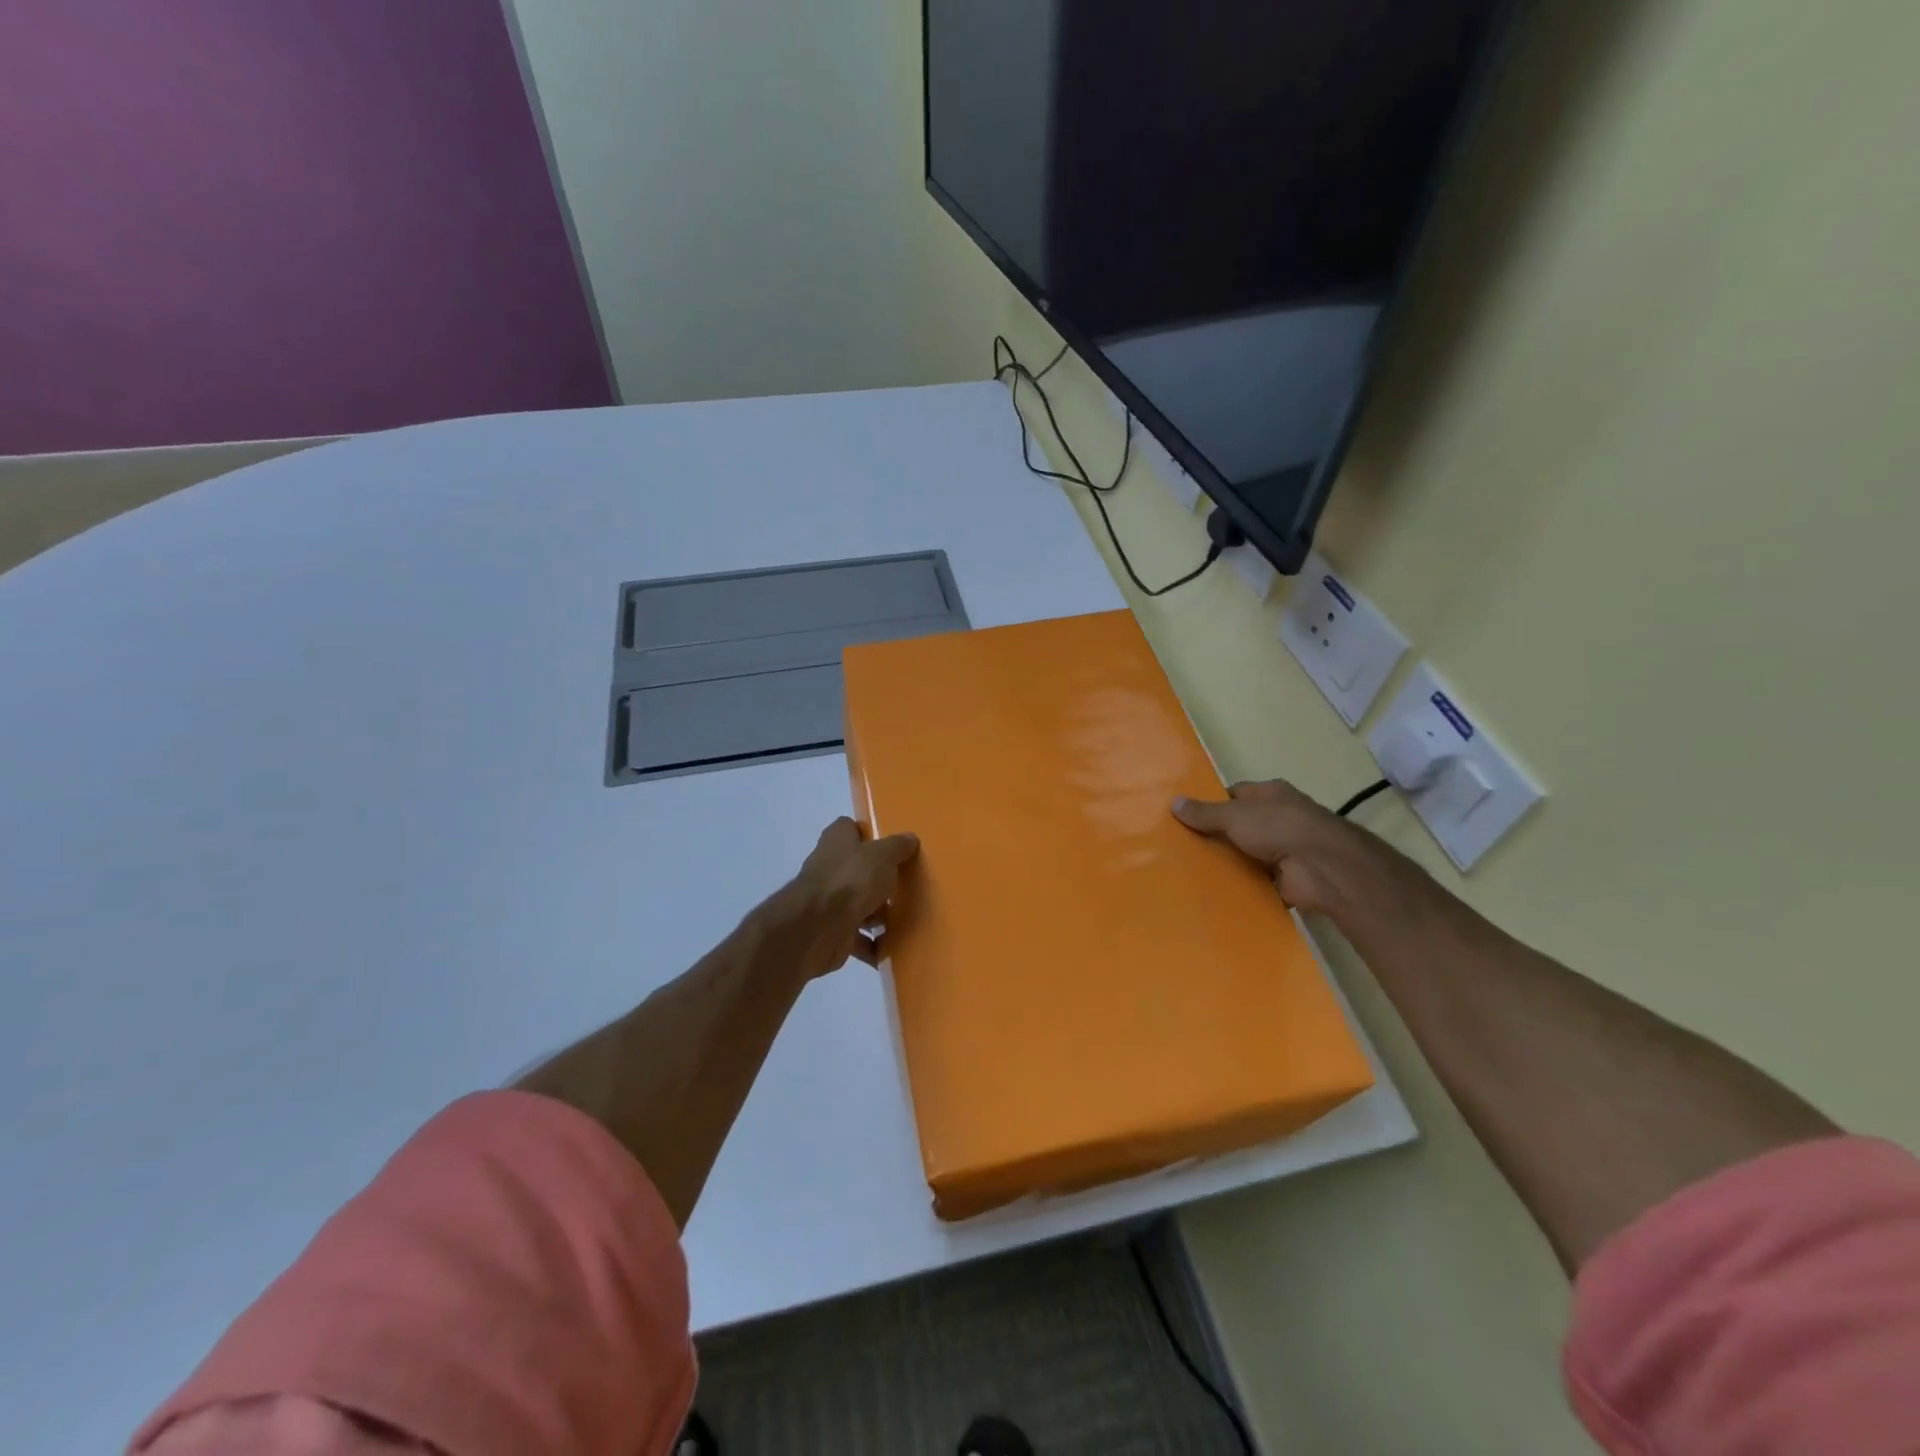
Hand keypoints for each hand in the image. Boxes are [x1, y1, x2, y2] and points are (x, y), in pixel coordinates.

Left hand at [786, 817, 919, 970]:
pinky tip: (891, 948)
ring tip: (905, 919)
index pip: (849, 829)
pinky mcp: (832, 932)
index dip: (868, 835)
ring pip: (859, 904)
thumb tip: (910, 838)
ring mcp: (829, 901)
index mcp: (837, 841)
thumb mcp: (882, 855)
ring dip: (878, 915)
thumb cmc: (850, 879)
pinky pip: (857, 938)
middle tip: (906, 885)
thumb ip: (897, 847)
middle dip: (880, 879)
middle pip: (858, 869)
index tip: (892, 846)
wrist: (817, 928)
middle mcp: (830, 868)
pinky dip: (872, 945)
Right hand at [1172, 779, 1374, 916]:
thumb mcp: (1234, 815)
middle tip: (1183, 847)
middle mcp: (1280, 818)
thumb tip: (1173, 802)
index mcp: (1271, 794)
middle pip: (1240, 826)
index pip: (1235, 794)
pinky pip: (1256, 881)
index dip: (1212, 804)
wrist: (1322, 867)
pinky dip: (1241, 886)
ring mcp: (1285, 849)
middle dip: (1216, 836)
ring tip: (1191, 871)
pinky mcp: (1286, 878)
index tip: (1187, 818)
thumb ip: (1204, 812)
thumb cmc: (1278, 827)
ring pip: (1247, 854)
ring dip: (1228, 863)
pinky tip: (1215, 891)